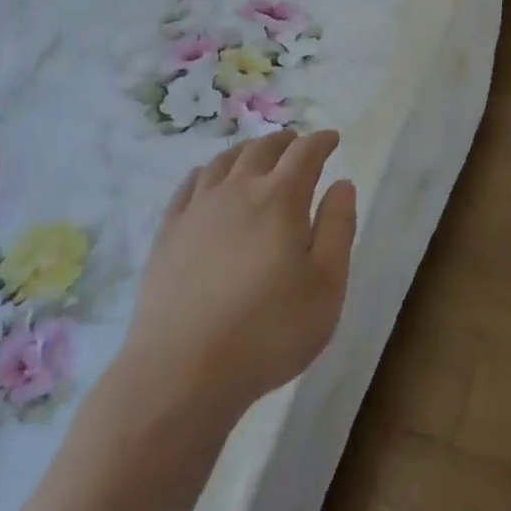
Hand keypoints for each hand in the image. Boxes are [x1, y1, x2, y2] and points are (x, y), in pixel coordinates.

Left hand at [118, 129, 356, 416]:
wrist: (182, 371)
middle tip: (296, 142)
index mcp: (280, 198)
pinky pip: (189, 186)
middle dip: (284, 141)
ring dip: (246, 151)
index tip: (331, 139)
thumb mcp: (326, 286)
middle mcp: (237, 191)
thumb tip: (342, 184)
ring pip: (223, 162)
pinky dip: (206, 172)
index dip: (320, 141)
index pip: (304, 154)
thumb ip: (338, 228)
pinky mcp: (168, 234)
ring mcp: (197, 210)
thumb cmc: (268, 331)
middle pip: (261, 150)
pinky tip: (208, 179)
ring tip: (256, 154)